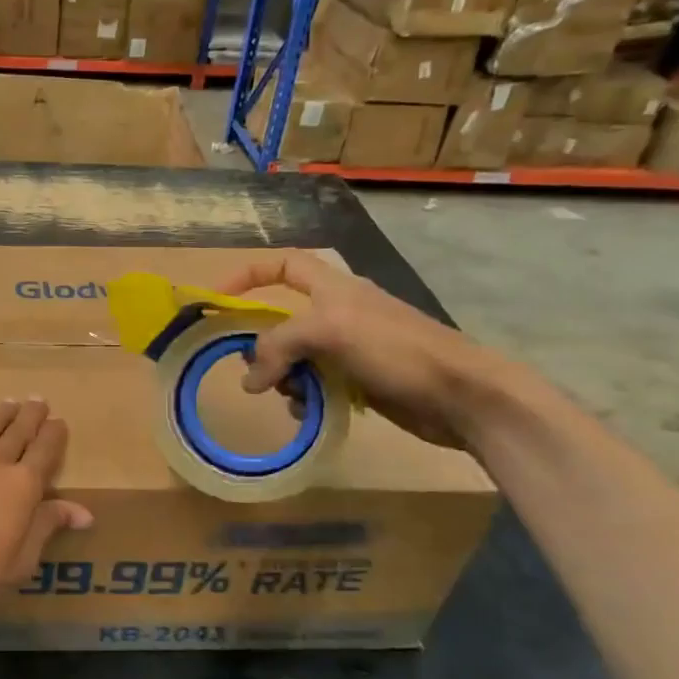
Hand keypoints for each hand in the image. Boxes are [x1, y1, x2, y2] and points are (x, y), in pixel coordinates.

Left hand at [0, 400, 92, 628]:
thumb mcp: (23, 556)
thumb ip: (49, 524)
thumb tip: (84, 513)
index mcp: (24, 484)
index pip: (45, 449)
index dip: (54, 433)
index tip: (59, 422)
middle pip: (19, 429)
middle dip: (31, 414)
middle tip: (38, 401)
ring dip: (3, 411)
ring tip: (10, 404)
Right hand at [217, 253, 512, 452]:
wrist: (460, 395)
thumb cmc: (396, 349)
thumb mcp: (329, 332)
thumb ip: (279, 346)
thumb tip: (249, 380)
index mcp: (332, 288)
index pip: (282, 265)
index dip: (248, 275)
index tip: (218, 300)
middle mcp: (337, 313)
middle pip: (281, 321)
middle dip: (262, 345)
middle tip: (253, 369)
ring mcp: (348, 349)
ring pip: (295, 358)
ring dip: (283, 377)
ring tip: (289, 395)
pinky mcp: (358, 380)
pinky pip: (315, 385)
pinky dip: (305, 398)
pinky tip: (309, 412)